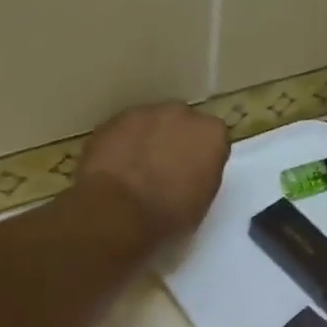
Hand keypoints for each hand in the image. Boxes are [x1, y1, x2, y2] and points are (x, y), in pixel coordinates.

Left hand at [77, 101, 229, 245]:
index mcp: (211, 133)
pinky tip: (117, 168)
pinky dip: (123, 144)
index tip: (195, 174)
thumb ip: (204, 172)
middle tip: (167, 169)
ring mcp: (144, 113)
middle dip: (177, 140)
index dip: (203, 156)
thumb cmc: (169, 212)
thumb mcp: (204, 199)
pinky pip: (124, 131)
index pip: (214, 138)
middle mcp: (181, 114)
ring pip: (151, 123)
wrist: (118, 210)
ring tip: (137, 170)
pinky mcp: (111, 120)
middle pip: (182, 123)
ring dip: (148, 140)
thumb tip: (193, 169)